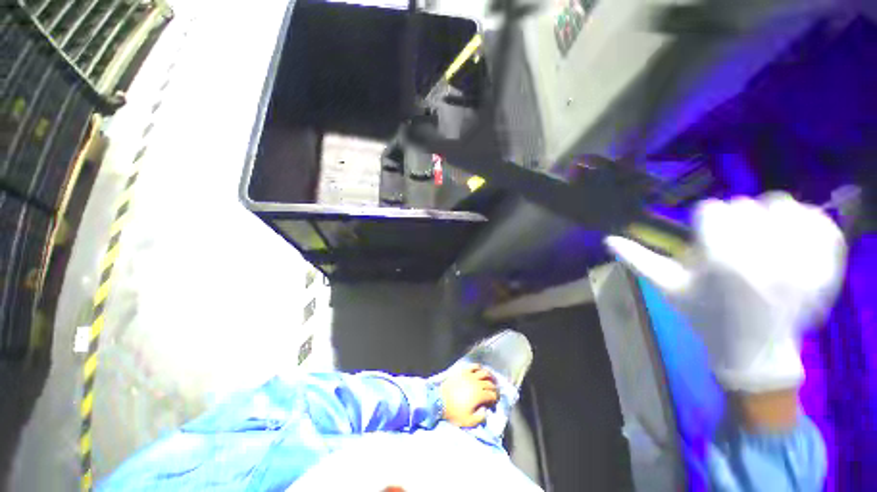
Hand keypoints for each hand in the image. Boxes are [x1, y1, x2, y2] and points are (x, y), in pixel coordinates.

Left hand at [440, 365, 498, 427]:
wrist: (439, 401)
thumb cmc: (454, 412)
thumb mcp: (468, 421)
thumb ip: (480, 418)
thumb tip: (486, 411)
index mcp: (479, 395)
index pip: (492, 395)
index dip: (496, 398)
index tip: (496, 401)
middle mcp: (477, 383)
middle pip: (489, 383)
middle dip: (494, 388)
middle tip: (495, 391)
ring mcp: (470, 375)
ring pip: (484, 372)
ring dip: (489, 376)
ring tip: (490, 379)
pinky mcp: (463, 371)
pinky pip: (473, 366)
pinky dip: (479, 367)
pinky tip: (480, 370)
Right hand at [606, 193, 845, 391]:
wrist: (754, 352)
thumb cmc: (704, 317)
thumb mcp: (667, 288)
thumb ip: (639, 260)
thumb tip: (608, 239)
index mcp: (721, 260)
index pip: (711, 209)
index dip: (706, 222)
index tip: (709, 239)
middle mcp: (764, 254)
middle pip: (746, 204)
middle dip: (736, 221)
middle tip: (736, 245)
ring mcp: (801, 258)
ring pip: (784, 204)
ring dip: (771, 218)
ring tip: (766, 242)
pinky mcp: (826, 264)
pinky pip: (821, 221)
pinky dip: (808, 223)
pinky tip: (795, 241)